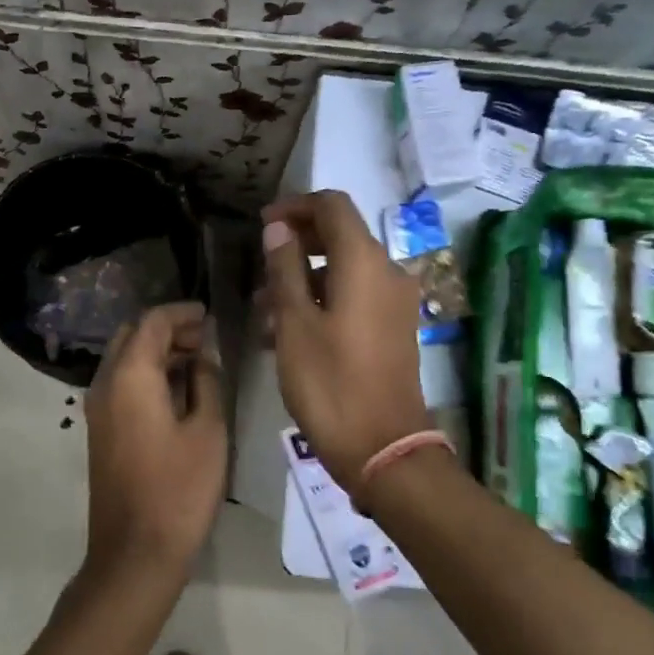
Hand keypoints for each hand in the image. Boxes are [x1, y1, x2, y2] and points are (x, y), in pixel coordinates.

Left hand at [83, 301, 227, 581]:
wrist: (135, 552)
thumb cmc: (179, 489)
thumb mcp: (208, 431)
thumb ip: (206, 383)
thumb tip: (202, 357)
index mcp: (130, 377)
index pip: (152, 322)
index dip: (181, 313)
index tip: (209, 315)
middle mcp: (104, 385)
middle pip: (131, 336)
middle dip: (167, 330)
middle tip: (204, 339)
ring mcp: (97, 409)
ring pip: (123, 361)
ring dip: (156, 353)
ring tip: (197, 362)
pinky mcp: (99, 431)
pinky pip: (120, 385)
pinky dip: (146, 375)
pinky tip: (177, 391)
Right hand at [260, 190, 430, 485]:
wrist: (383, 448)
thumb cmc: (330, 383)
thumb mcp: (295, 324)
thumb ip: (285, 268)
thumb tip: (279, 229)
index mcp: (364, 263)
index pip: (332, 206)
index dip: (295, 207)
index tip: (262, 225)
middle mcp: (387, 273)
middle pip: (340, 237)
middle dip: (296, 246)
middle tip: (259, 270)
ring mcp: (394, 303)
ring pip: (343, 272)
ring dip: (303, 280)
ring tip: (263, 312)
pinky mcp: (392, 330)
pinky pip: (354, 298)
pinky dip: (322, 302)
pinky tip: (287, 334)